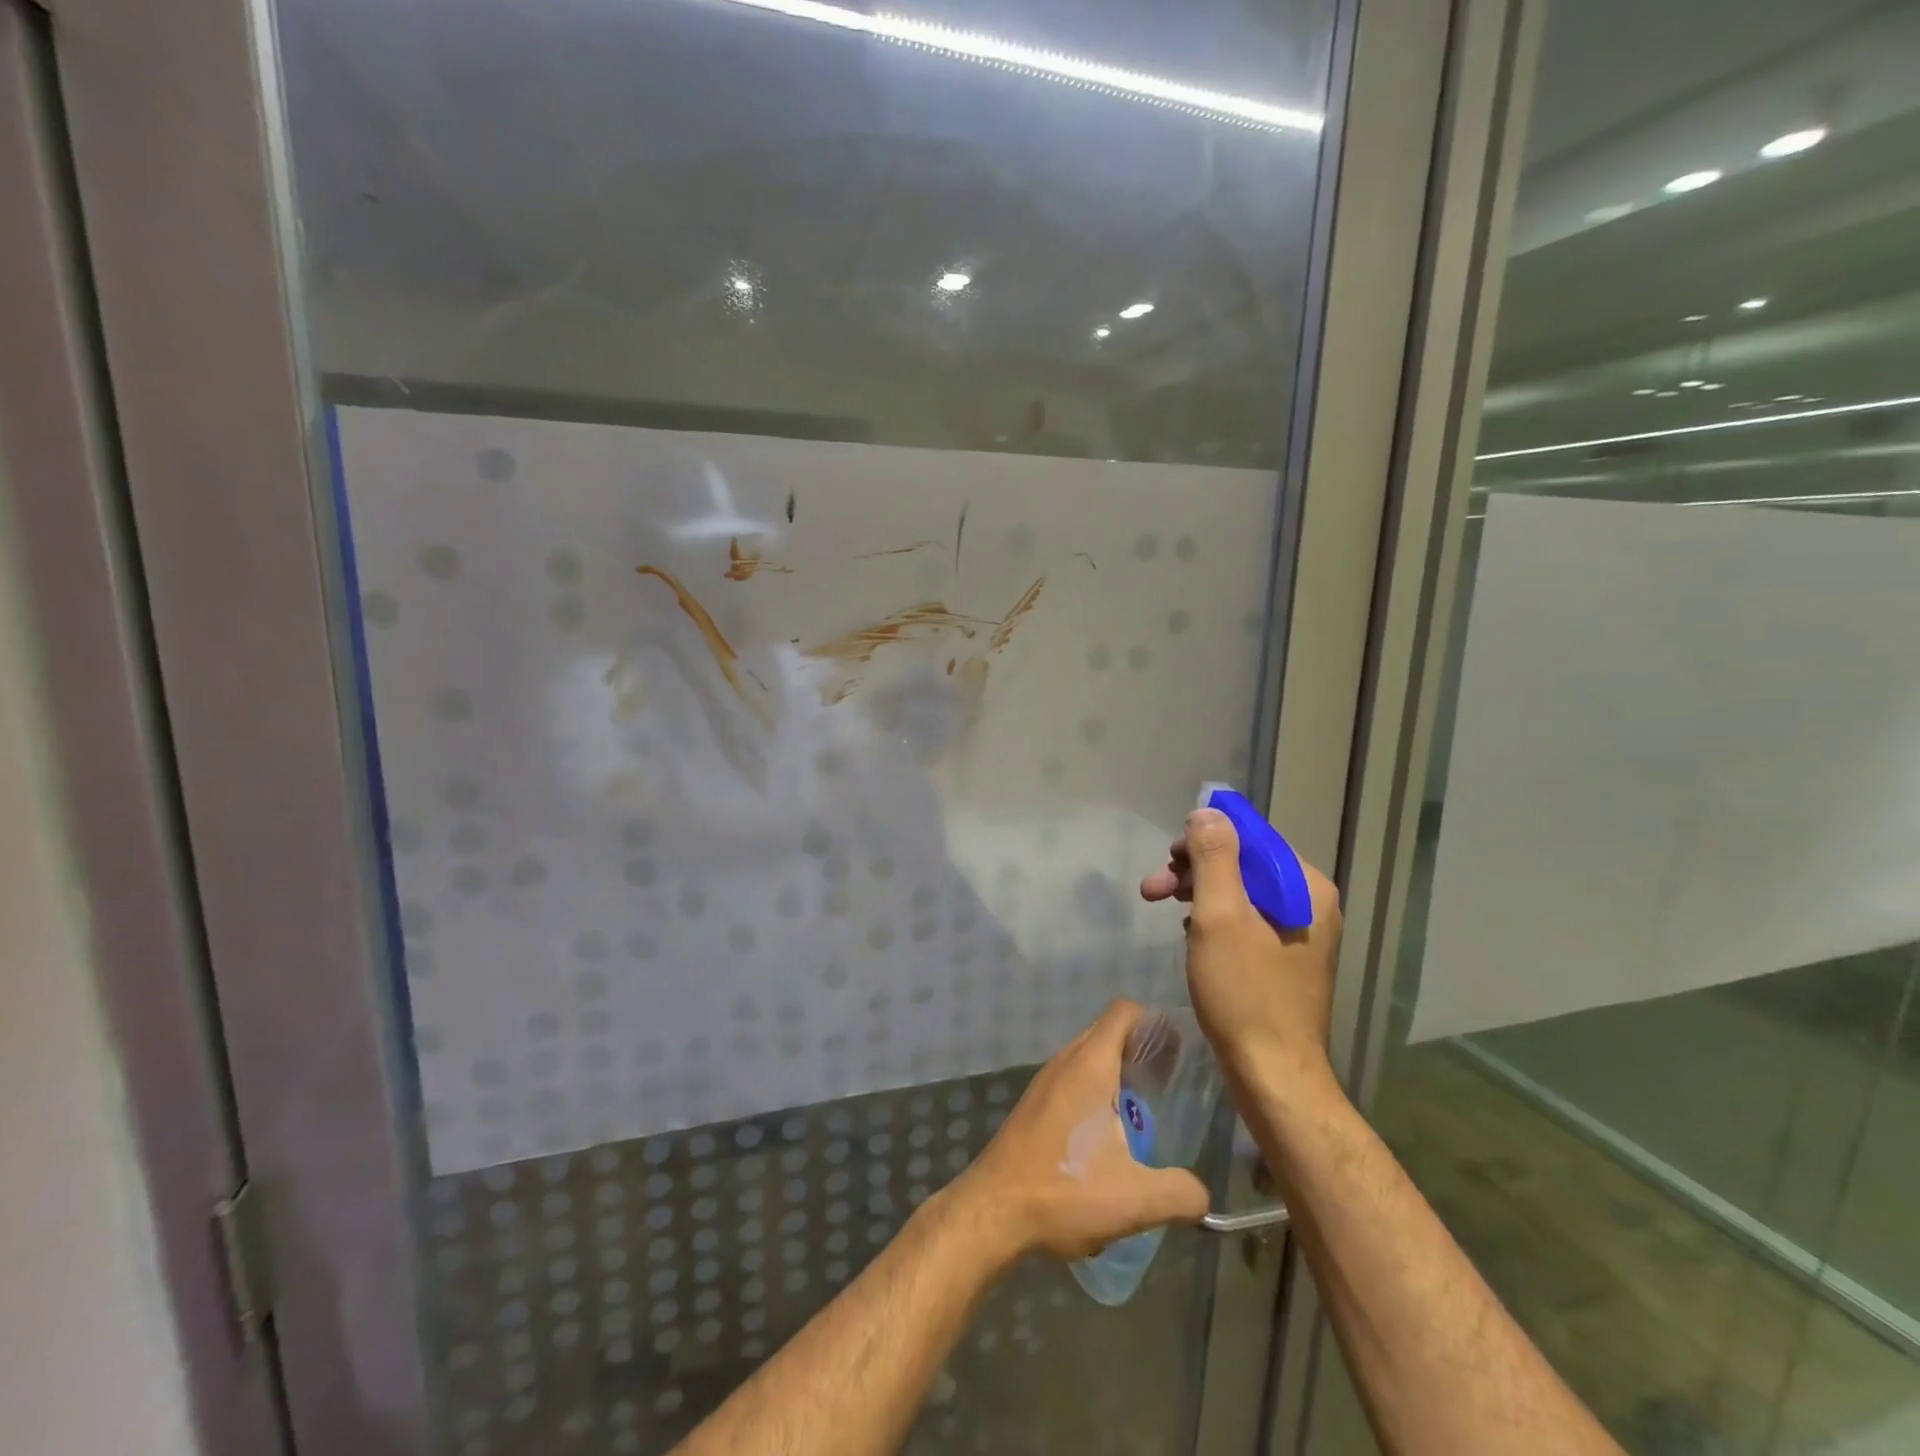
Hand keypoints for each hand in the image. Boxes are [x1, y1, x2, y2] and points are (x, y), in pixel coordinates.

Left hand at [945, 1000, 1209, 1262]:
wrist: (993, 1211)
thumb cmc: (1064, 1190)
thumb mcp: (1135, 1199)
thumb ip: (1181, 1193)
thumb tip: (1203, 1194)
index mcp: (1091, 1064)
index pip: (1124, 1012)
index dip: (1155, 1022)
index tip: (1180, 1051)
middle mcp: (1066, 1061)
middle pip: (1109, 1033)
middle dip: (1141, 1049)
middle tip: (1172, 1082)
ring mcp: (1045, 1081)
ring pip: (1089, 1059)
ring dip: (1118, 1074)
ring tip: (1147, 1110)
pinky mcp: (1034, 1105)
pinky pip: (1073, 1081)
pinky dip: (1096, 1093)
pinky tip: (1109, 1136)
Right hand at [1140, 808, 1343, 1096]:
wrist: (1272, 1076)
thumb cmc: (1244, 992)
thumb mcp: (1220, 916)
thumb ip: (1213, 857)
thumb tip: (1207, 812)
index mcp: (1305, 887)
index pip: (1252, 838)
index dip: (1204, 838)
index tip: (1167, 856)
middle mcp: (1309, 904)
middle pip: (1243, 865)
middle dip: (1194, 871)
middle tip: (1152, 888)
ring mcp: (1299, 934)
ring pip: (1241, 894)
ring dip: (1198, 895)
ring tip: (1162, 908)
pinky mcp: (1284, 960)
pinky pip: (1245, 921)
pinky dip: (1214, 920)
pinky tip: (1191, 935)